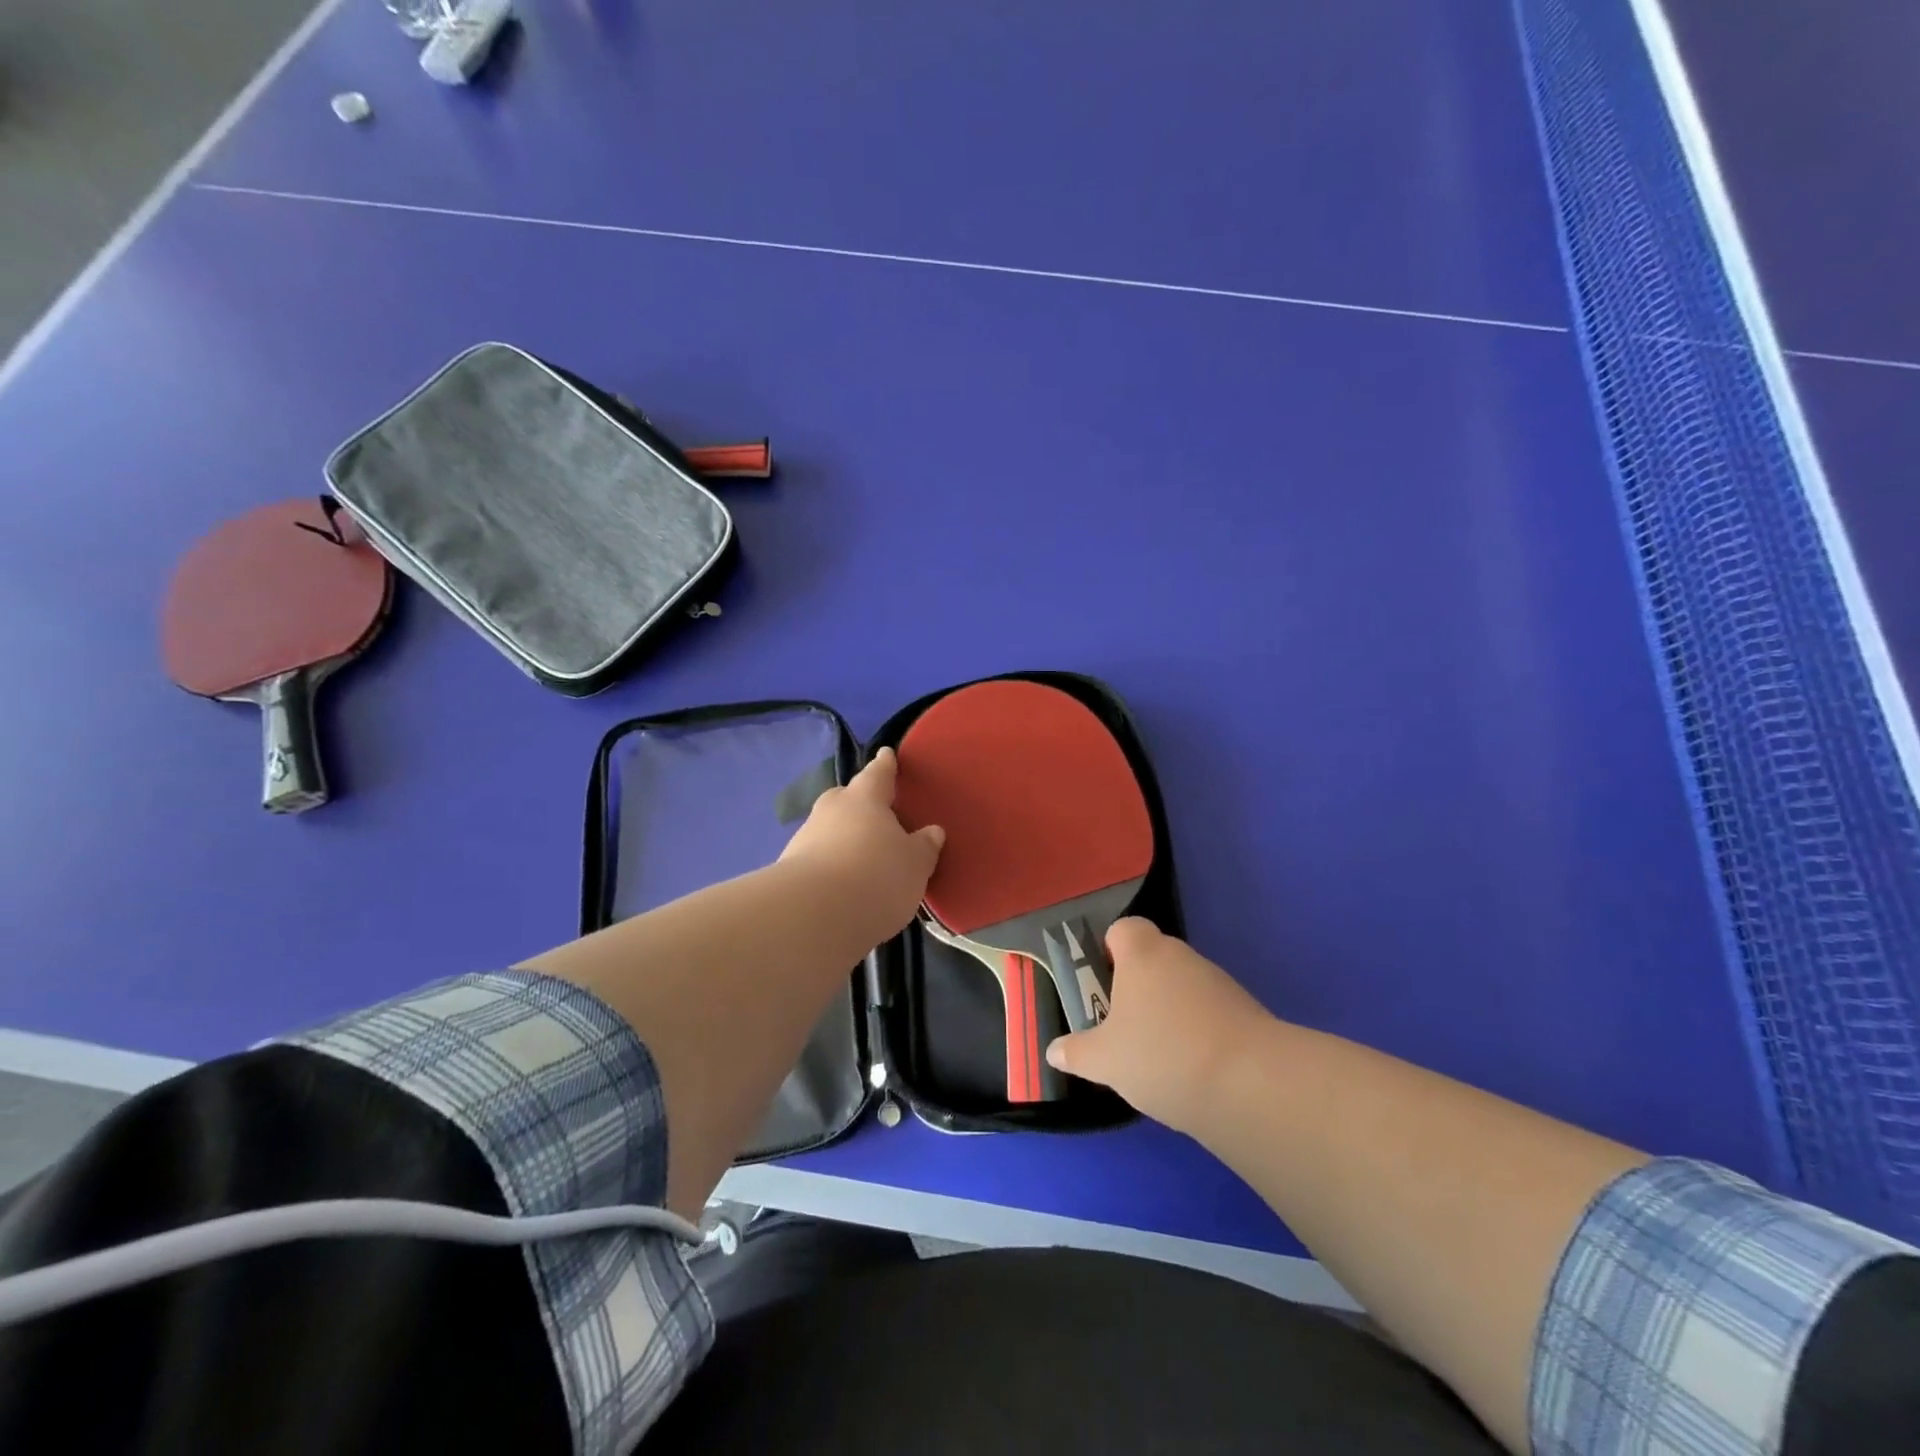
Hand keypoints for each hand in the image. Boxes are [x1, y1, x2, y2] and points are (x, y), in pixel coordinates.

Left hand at [780, 747, 945, 946]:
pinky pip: (818, 859)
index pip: (878, 773)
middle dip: (860, 804)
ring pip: (829, 829)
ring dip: (843, 839)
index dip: (885, 765)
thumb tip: (932, 831)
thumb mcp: (915, 864)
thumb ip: (924, 846)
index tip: (886, 753)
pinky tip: (843, 886)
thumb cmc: (875, 877)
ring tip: (862, 860)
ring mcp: (805, 838)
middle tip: (876, 814)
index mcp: (864, 798)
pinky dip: (830, 866)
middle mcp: (831, 810)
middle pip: (847, 799)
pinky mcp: (789, 870)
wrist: (811, 915)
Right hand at [1044, 919, 1273, 1135]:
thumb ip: (1077, 1052)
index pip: (1123, 928)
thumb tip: (1054, 1050)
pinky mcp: (1246, 1012)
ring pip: (1182, 987)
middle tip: (1121, 1027)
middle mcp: (1181, 956)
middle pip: (1153, 958)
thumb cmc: (1161, 1055)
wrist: (1250, 1084)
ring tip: (1157, 1057)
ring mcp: (1218, 982)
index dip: (1110, 950)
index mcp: (1143, 954)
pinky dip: (1198, 1033)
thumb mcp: (1105, 1061)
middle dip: (1137, 988)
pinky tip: (1191, 1071)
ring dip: (1169, 1012)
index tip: (1102, 984)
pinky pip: (1210, 1012)